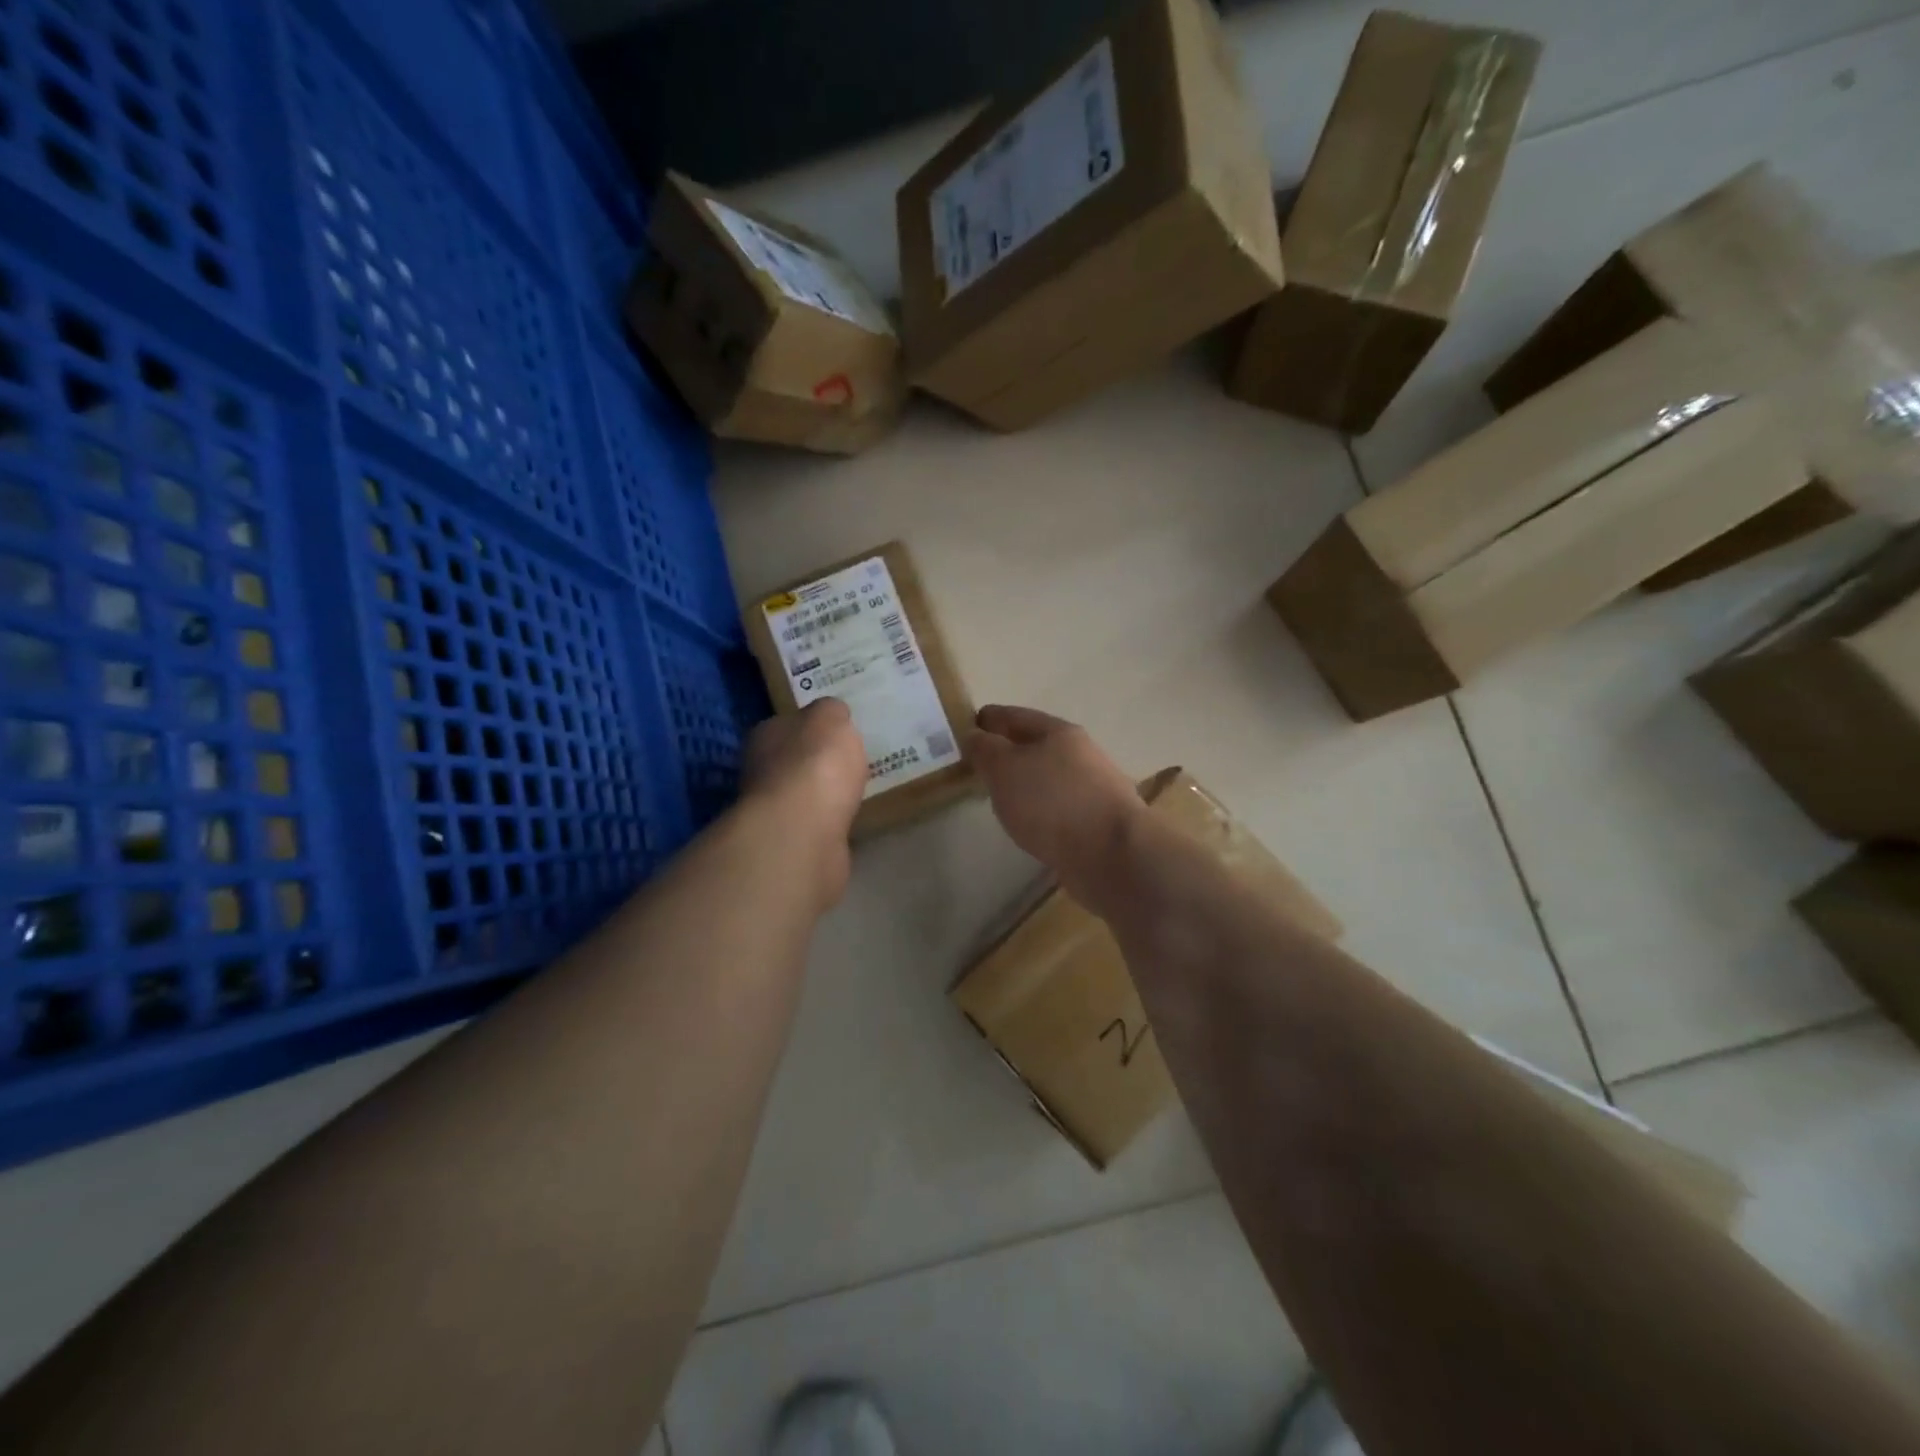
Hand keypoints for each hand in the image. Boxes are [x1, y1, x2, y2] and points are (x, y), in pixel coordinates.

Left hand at [742, 699, 867, 907]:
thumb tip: (833, 715)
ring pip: (806, 796)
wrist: (803, 833)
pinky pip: (819, 826)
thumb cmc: (815, 765)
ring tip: (858, 791)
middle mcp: (762, 772)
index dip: (813, 727)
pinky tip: (852, 820)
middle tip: (853, 762)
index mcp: (766, 735)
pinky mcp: (793, 844)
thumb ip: (832, 712)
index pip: (788, 724)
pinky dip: (832, 823)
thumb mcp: (831, 718)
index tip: (839, 731)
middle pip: (794, 761)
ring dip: (826, 796)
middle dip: (819, 763)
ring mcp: (775, 812)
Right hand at [965, 705, 1144, 904]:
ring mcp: (1093, 787)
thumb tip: (976, 736)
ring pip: (1048, 776)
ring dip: (1025, 781)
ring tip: (1000, 796)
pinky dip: (1040, 807)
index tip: (964, 728)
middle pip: (1035, 744)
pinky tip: (1029, 821)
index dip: (988, 720)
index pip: (1014, 716)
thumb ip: (985, 750)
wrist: (1113, 855)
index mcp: (1058, 732)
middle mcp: (1080, 753)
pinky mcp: (1098, 819)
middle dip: (1007, 751)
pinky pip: (1059, 805)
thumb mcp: (1005, 769)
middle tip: (978, 765)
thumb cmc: (1052, 802)